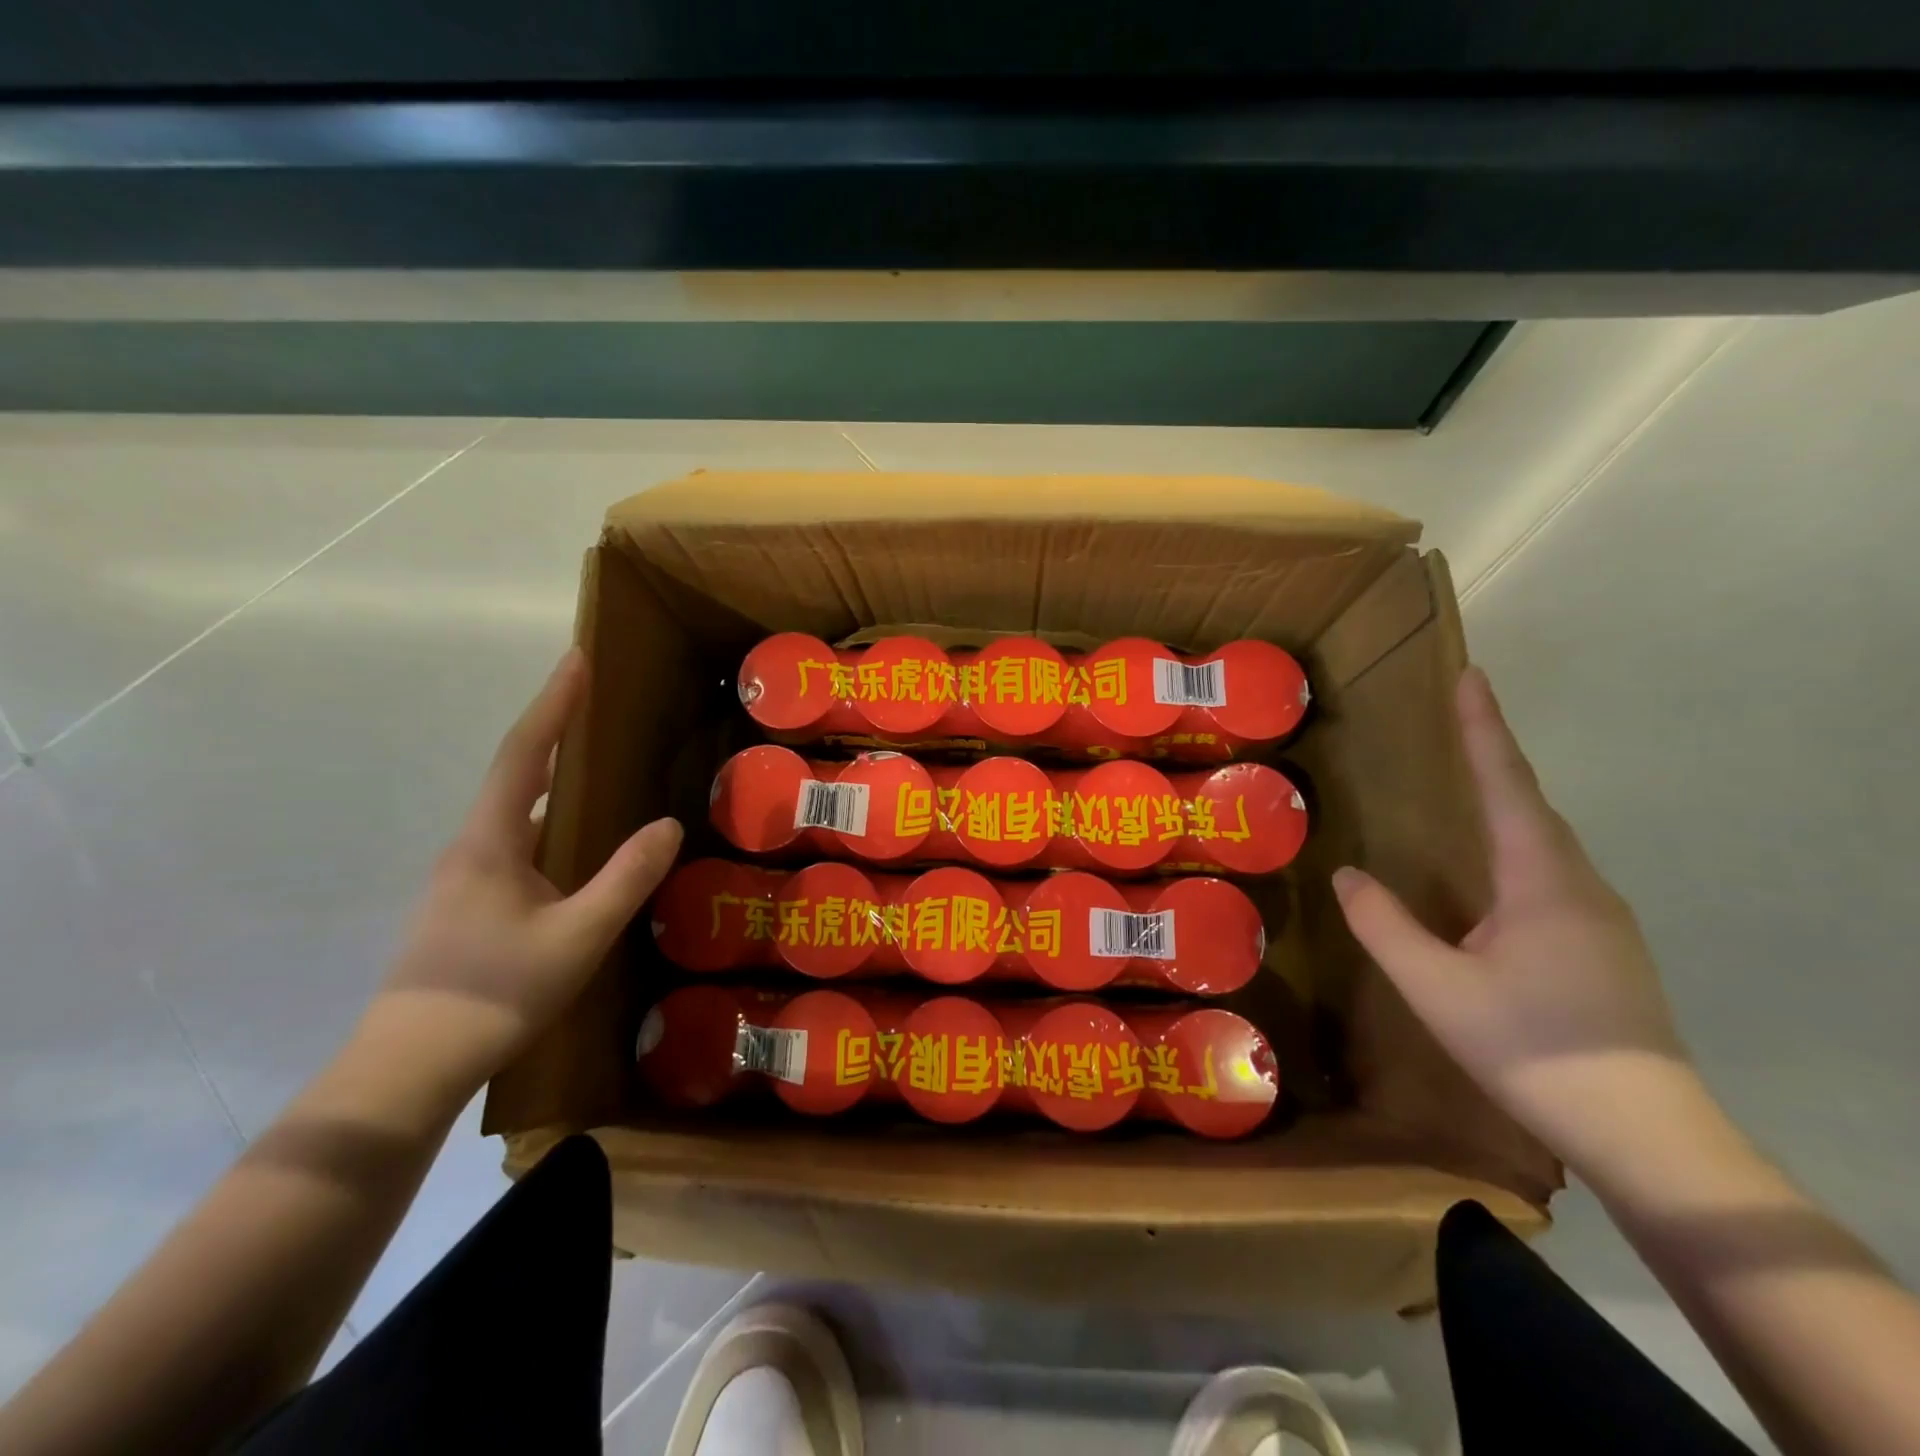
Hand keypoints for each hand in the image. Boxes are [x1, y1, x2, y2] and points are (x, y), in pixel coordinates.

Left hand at [372, 648, 682, 1094]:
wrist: (407, 1069)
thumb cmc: (495, 992)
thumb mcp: (579, 935)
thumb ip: (627, 877)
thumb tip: (669, 824)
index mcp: (490, 841)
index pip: (525, 754)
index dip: (553, 703)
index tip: (578, 659)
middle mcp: (470, 848)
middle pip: (515, 774)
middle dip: (555, 732)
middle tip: (595, 704)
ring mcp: (462, 880)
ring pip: (514, 813)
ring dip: (551, 780)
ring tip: (596, 767)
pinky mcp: (466, 907)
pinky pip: (515, 844)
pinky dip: (549, 823)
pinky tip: (575, 848)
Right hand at [1332, 665, 1694, 1185]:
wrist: (1641, 1130)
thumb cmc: (1530, 1045)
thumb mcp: (1434, 986)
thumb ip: (1384, 925)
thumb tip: (1347, 875)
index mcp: (1541, 881)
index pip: (1507, 785)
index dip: (1484, 729)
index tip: (1471, 677)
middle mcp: (1579, 885)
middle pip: (1530, 805)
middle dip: (1493, 757)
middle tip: (1457, 720)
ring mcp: (1598, 917)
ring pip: (1543, 843)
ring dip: (1504, 803)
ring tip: (1464, 786)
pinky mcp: (1603, 946)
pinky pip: (1549, 874)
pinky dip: (1514, 847)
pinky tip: (1489, 874)